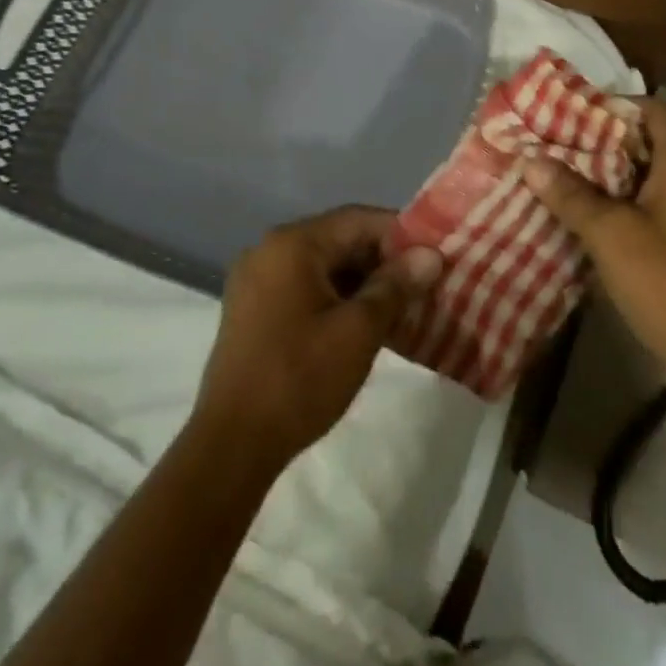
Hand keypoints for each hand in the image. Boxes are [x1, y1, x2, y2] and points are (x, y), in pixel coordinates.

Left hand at [193, 207, 443, 468]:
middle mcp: (269, 249)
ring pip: (322, 265)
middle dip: (382, 260)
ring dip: (361, 281)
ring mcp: (256, 280)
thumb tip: (430, 255)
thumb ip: (396, 285)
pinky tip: (361, 323)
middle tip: (421, 285)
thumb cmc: (300, 378)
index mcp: (293, 243)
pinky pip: (303, 286)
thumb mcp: (359, 330)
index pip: (359, 219)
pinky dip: (335, 297)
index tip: (434, 258)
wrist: (231, 446)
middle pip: (339, 239)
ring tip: (399, 307)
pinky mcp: (251, 309)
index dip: (401, 235)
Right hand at [527, 98, 665, 370]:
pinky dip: (621, 202)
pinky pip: (651, 204)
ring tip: (559, 175)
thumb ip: (570, 194)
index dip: (609, 106)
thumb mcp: (611, 234)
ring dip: (606, 174)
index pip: (648, 109)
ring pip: (645, 175)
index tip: (566, 113)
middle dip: (598, 141)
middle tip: (553, 144)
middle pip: (644, 140)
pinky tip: (585, 214)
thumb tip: (530, 160)